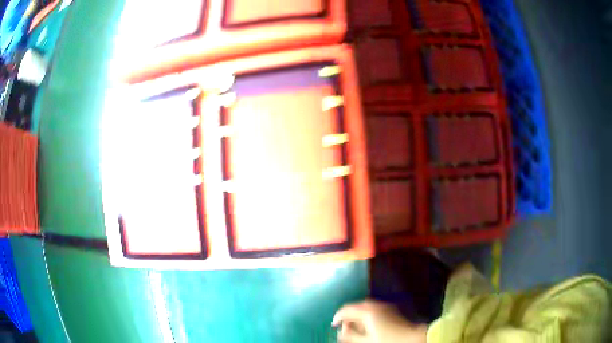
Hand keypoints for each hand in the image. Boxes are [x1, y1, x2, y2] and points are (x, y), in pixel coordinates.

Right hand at [332, 300, 427, 342]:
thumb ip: (350, 336)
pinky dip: (367, 315)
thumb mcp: (366, 340)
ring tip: (356, 328)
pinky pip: (374, 309)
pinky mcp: (391, 309)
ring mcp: (385, 306)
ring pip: (365, 307)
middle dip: (348, 316)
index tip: (334, 326)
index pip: (346, 309)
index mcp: (368, 311)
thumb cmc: (388, 340)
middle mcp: (375, 305)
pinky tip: (368, 325)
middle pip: (356, 306)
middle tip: (345, 328)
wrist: (412, 338)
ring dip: (358, 315)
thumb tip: (340, 331)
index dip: (338, 317)